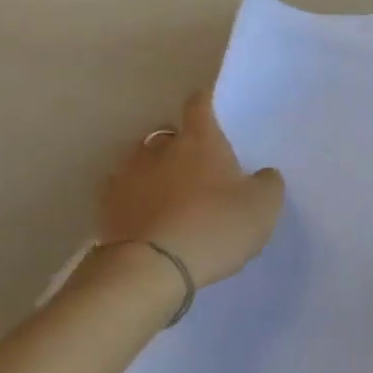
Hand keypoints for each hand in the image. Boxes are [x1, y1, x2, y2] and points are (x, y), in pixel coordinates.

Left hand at [99, 87, 285, 289]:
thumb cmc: (214, 227)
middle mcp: (159, 147)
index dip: (209, 103)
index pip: (201, 103)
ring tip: (171, 201)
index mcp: (199, 139)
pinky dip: (135, 203)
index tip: (216, 111)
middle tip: (200, 172)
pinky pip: (124, 195)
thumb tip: (262, 174)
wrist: (150, 270)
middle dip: (183, 148)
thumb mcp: (263, 207)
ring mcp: (127, 175)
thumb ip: (267, 183)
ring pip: (143, 164)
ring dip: (156, 175)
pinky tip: (148, 223)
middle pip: (171, 135)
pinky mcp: (105, 207)